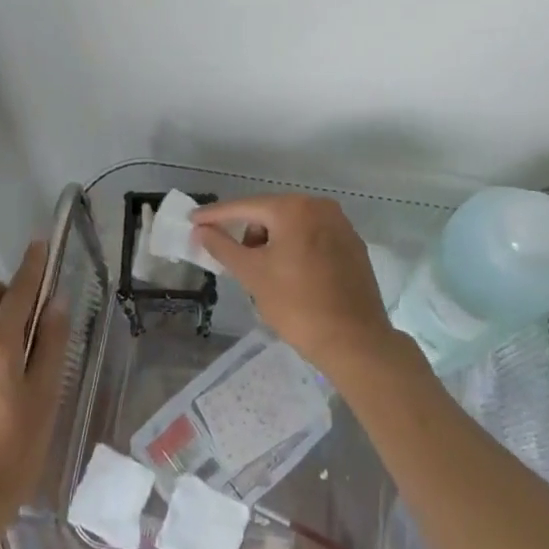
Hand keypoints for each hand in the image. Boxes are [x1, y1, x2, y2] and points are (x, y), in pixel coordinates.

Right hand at [190, 194, 404, 380]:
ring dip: (273, 242)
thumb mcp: (252, 275)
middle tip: (237, 260)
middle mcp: (320, 207)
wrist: (356, 341)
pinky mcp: (353, 246)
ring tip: (266, 275)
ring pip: (294, 226)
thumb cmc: (298, 305)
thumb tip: (201, 229)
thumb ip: (223, 247)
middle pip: (271, 213)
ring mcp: (341, 225)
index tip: (193, 220)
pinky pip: (314, 238)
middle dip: (250, 233)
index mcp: (294, 208)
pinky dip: (296, 249)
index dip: (216, 215)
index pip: (245, 207)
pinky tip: (292, 276)